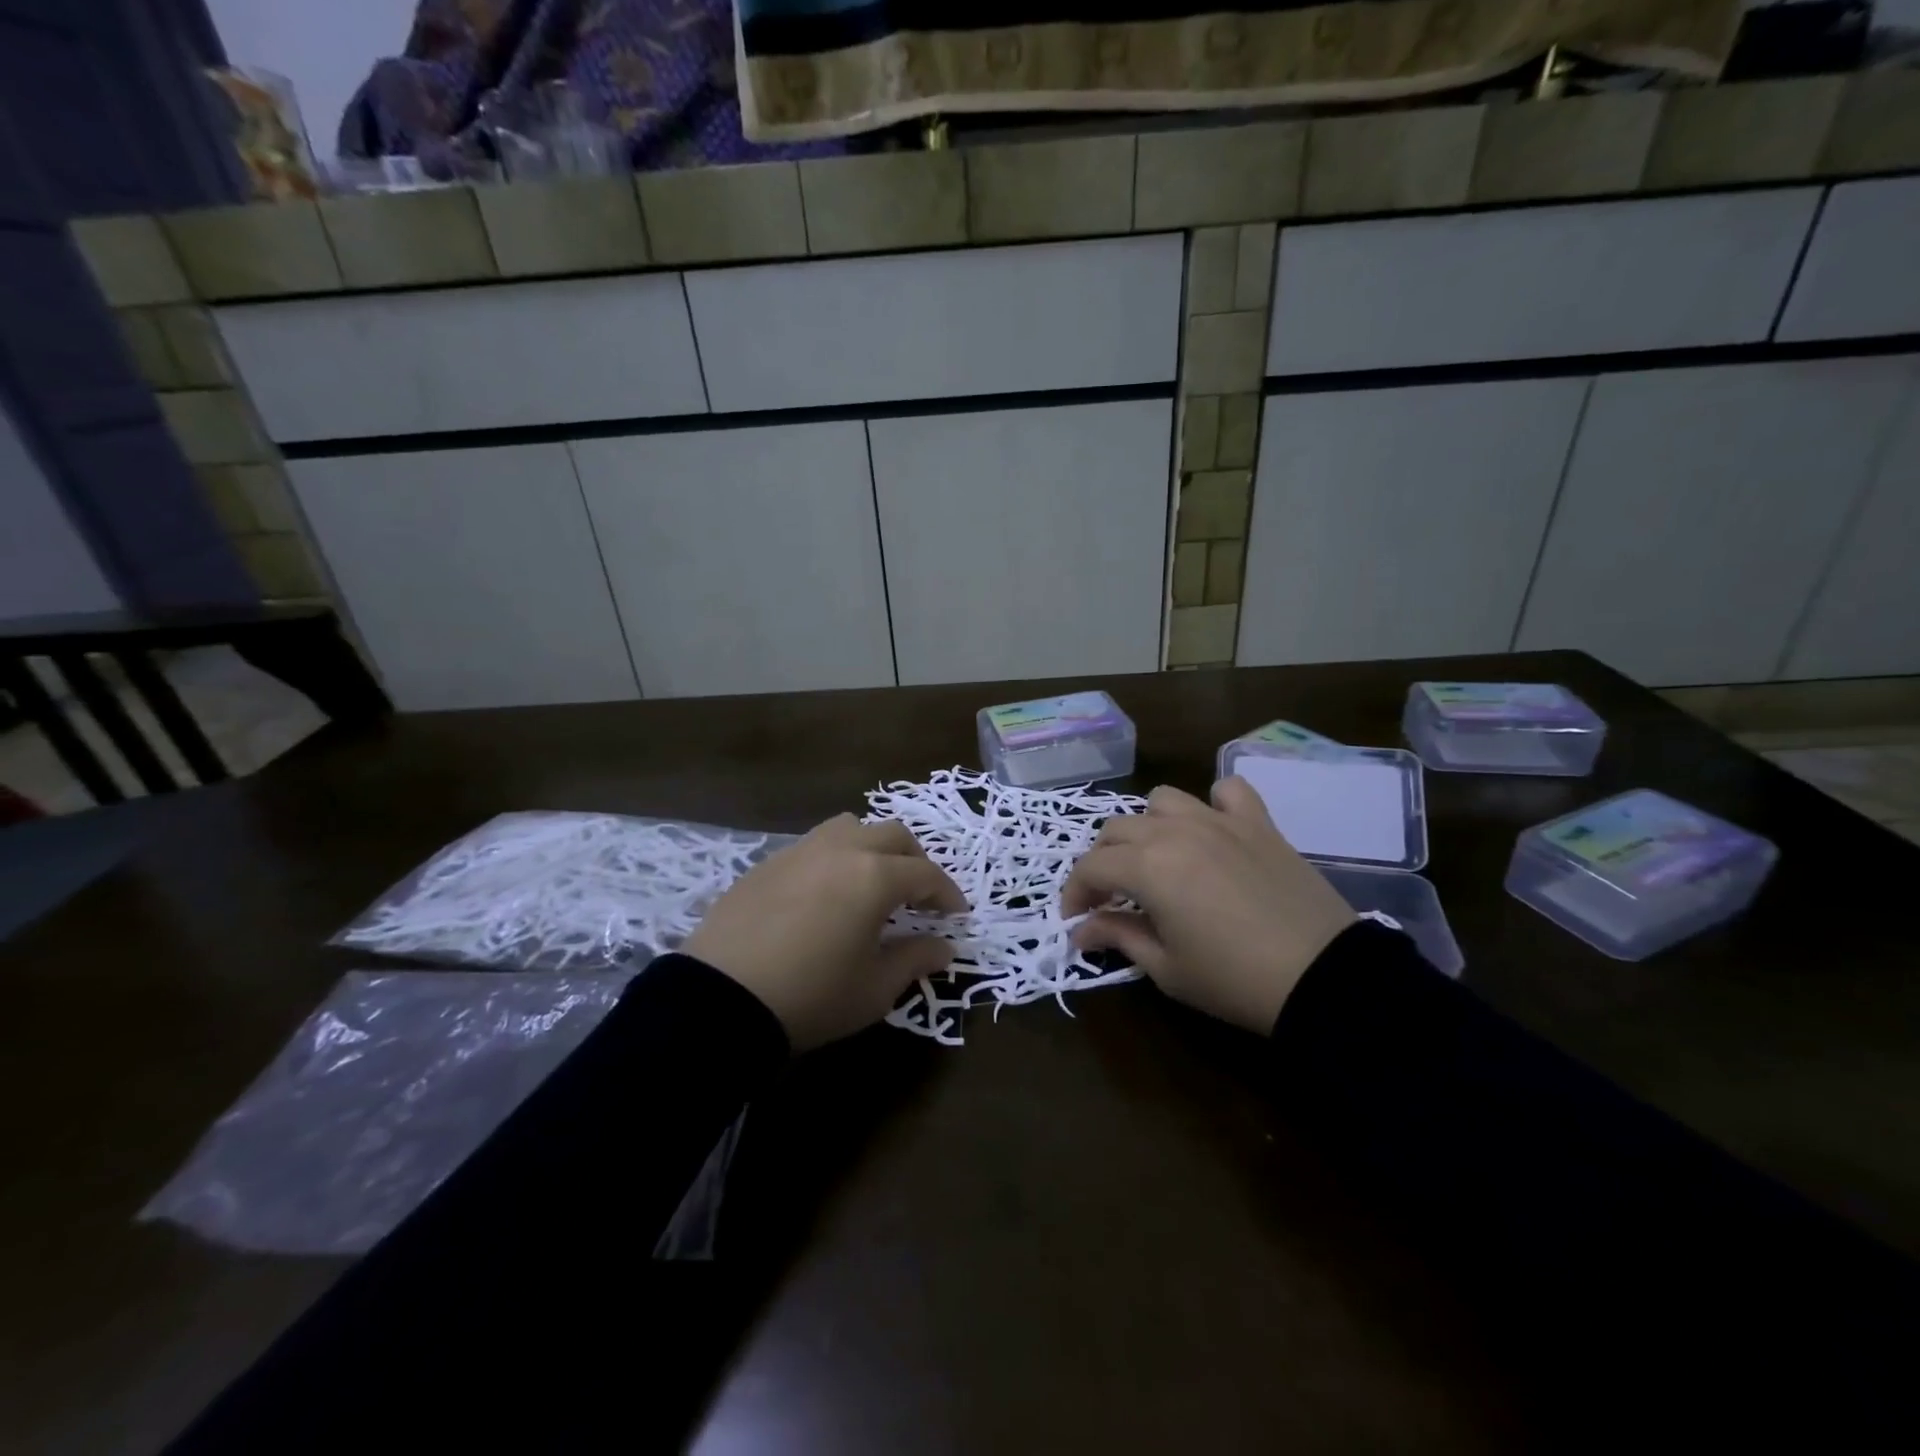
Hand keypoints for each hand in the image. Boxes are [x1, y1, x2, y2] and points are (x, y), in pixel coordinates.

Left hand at [685, 814, 966, 1050]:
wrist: (720, 999)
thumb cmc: (811, 996)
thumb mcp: (874, 988)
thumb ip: (915, 959)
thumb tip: (945, 947)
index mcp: (874, 876)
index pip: (926, 875)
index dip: (947, 894)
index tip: (957, 916)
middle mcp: (841, 850)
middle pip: (893, 836)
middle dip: (916, 861)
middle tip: (920, 896)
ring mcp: (800, 851)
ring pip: (850, 827)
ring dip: (873, 847)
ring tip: (872, 882)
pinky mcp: (767, 863)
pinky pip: (814, 845)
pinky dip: (835, 858)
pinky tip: (826, 894)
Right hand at [1062, 778, 1355, 1034]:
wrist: (1323, 979)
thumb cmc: (1234, 980)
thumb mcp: (1166, 968)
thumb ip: (1119, 936)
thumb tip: (1081, 931)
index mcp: (1147, 866)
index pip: (1091, 866)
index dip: (1075, 893)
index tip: (1076, 920)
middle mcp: (1175, 831)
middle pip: (1117, 829)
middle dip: (1103, 861)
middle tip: (1110, 896)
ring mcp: (1219, 821)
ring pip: (1162, 801)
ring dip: (1148, 827)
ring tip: (1157, 859)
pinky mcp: (1259, 823)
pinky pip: (1228, 791)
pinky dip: (1213, 804)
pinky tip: (1213, 830)